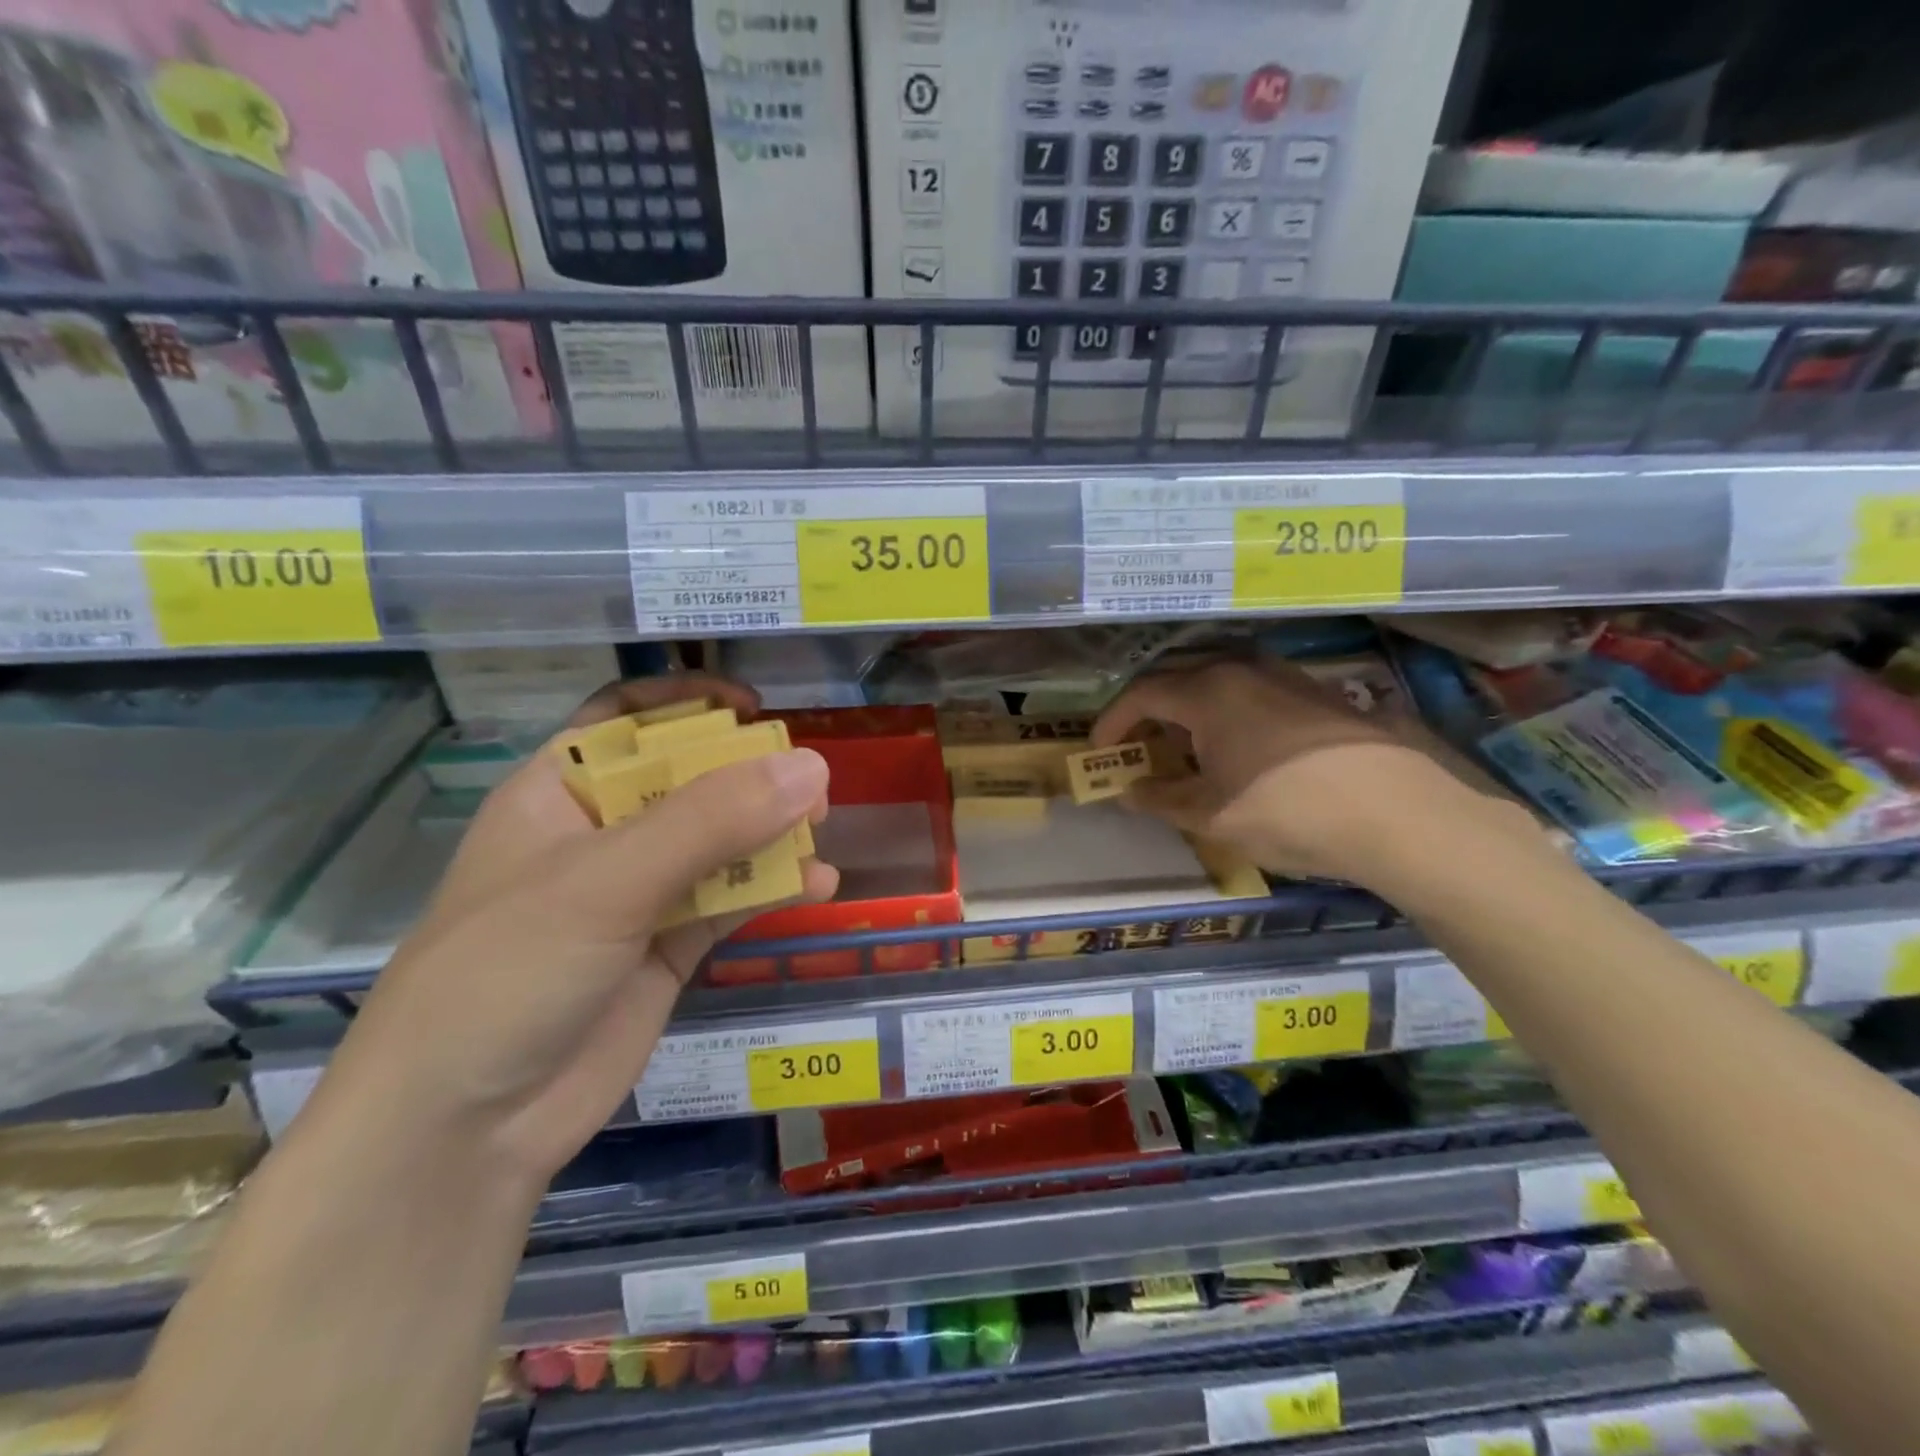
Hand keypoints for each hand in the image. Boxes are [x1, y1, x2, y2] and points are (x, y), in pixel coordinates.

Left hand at [315, 676, 835, 1192]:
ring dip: (771, 833)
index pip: (627, 721)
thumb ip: (712, 821)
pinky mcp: (668, 948)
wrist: (462, 1132)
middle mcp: (602, 837)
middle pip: (688, 780)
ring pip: (719, 842)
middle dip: (748, 774)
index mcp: (562, 795)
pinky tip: (817, 887)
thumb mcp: (607, 881)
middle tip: (810, 779)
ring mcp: (638, 895)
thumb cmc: (508, 973)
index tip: (753, 706)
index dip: (687, 704)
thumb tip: (812, 766)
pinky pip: (732, 901)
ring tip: (823, 828)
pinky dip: (774, 889)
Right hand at [1091, 657, 1503, 884]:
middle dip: (1148, 710)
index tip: (1098, 749)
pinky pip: (1252, 690)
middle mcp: (1241, 670)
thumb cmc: (1287, 811)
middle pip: (1177, 678)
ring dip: (1190, 709)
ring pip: (1218, 680)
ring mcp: (1284, 676)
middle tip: (1137, 744)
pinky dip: (1227, 712)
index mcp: (1207, 693)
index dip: (1113, 720)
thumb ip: (1162, 799)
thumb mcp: (1212, 815)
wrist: (1399, 812)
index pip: (1141, 694)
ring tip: (1186, 747)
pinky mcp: (1317, 692)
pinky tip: (1239, 747)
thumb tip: (1128, 792)